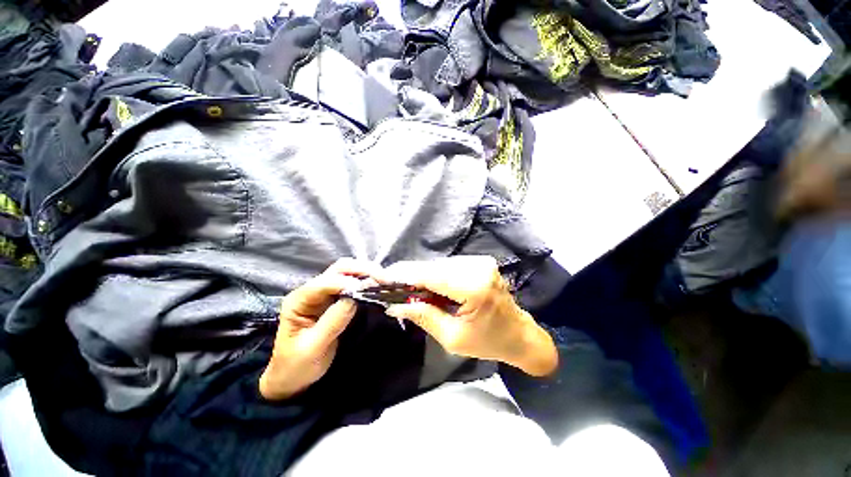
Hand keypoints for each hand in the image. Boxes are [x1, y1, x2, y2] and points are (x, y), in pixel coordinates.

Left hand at [259, 259, 382, 400]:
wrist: (292, 375)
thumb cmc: (297, 365)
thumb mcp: (313, 348)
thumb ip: (332, 322)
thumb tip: (354, 299)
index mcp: (299, 300)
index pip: (324, 283)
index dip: (345, 282)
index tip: (366, 288)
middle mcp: (312, 290)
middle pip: (339, 269)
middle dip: (363, 270)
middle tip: (384, 278)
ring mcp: (325, 292)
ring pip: (349, 272)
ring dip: (368, 272)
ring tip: (386, 280)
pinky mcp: (336, 297)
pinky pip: (354, 282)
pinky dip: (368, 280)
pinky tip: (379, 284)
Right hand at [382, 256, 557, 375]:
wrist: (518, 334)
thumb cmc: (488, 342)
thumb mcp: (452, 337)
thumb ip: (423, 316)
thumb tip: (395, 305)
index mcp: (474, 287)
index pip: (431, 276)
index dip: (405, 276)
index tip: (383, 278)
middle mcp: (478, 267)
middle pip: (434, 267)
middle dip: (410, 275)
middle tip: (389, 284)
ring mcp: (480, 261)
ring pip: (439, 265)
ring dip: (421, 275)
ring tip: (405, 287)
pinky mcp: (479, 261)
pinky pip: (449, 266)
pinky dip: (434, 275)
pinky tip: (426, 286)